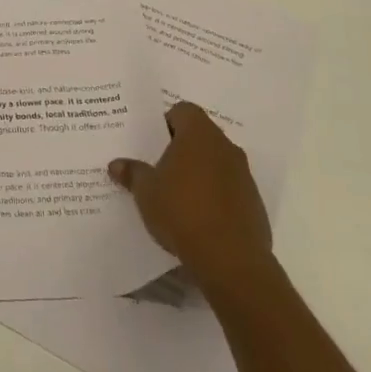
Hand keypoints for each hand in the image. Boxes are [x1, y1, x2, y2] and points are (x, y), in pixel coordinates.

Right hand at [109, 102, 273, 297]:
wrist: (232, 261)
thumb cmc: (182, 212)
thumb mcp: (146, 192)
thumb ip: (132, 173)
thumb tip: (116, 165)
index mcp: (199, 134)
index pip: (183, 111)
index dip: (166, 122)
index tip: (152, 143)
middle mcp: (225, 147)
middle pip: (201, 136)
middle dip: (182, 148)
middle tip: (159, 167)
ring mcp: (244, 176)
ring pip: (217, 162)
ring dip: (200, 172)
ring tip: (177, 195)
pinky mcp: (254, 204)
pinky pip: (230, 189)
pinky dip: (215, 196)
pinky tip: (199, 218)